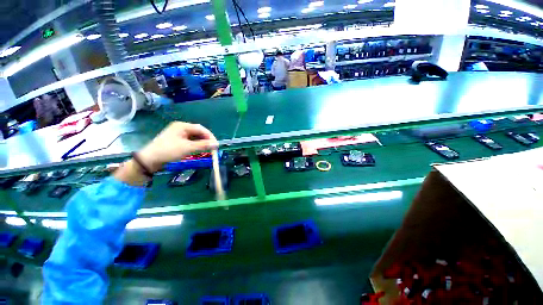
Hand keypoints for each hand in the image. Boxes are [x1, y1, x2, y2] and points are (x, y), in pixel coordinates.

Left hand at [138, 122, 217, 171]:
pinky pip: (190, 141)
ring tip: (207, 150)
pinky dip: (196, 145)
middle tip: (212, 148)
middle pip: (198, 132)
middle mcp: (181, 128)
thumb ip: (203, 145)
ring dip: (202, 143)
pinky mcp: (177, 141)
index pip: (201, 129)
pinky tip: (199, 150)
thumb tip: (216, 144)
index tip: (216, 144)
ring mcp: (178, 134)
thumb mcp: (187, 148)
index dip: (210, 136)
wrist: (150, 160)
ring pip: (195, 137)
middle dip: (206, 140)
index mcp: (182, 126)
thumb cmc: (169, 151)